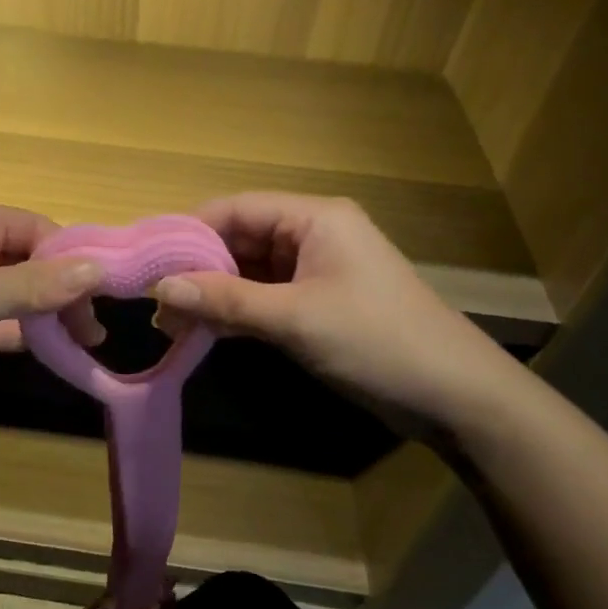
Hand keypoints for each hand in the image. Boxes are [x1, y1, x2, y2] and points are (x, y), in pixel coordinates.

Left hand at [0, 201, 104, 412]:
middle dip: (62, 292)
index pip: (39, 230)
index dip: (74, 259)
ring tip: (83, 346)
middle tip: (93, 332)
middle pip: (29, 263)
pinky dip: (18, 334)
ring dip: (45, 316)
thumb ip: (37, 285)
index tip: (107, 295)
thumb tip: (101, 270)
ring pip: (12, 296)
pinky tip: (46, 352)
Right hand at [153, 193, 523, 442]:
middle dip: (198, 268)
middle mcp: (313, 235)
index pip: (237, 209)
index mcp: (314, 218)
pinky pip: (265, 297)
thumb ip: (225, 301)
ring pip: (249, 271)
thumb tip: (160, 289)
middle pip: (240, 239)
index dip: (191, 231)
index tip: (149, 259)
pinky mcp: (318, 303)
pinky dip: (236, 311)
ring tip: (169, 321)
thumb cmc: (377, 342)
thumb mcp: (295, 319)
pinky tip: (203, 329)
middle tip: (155, 300)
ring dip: (213, 294)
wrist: (458, 399)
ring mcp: (316, 271)